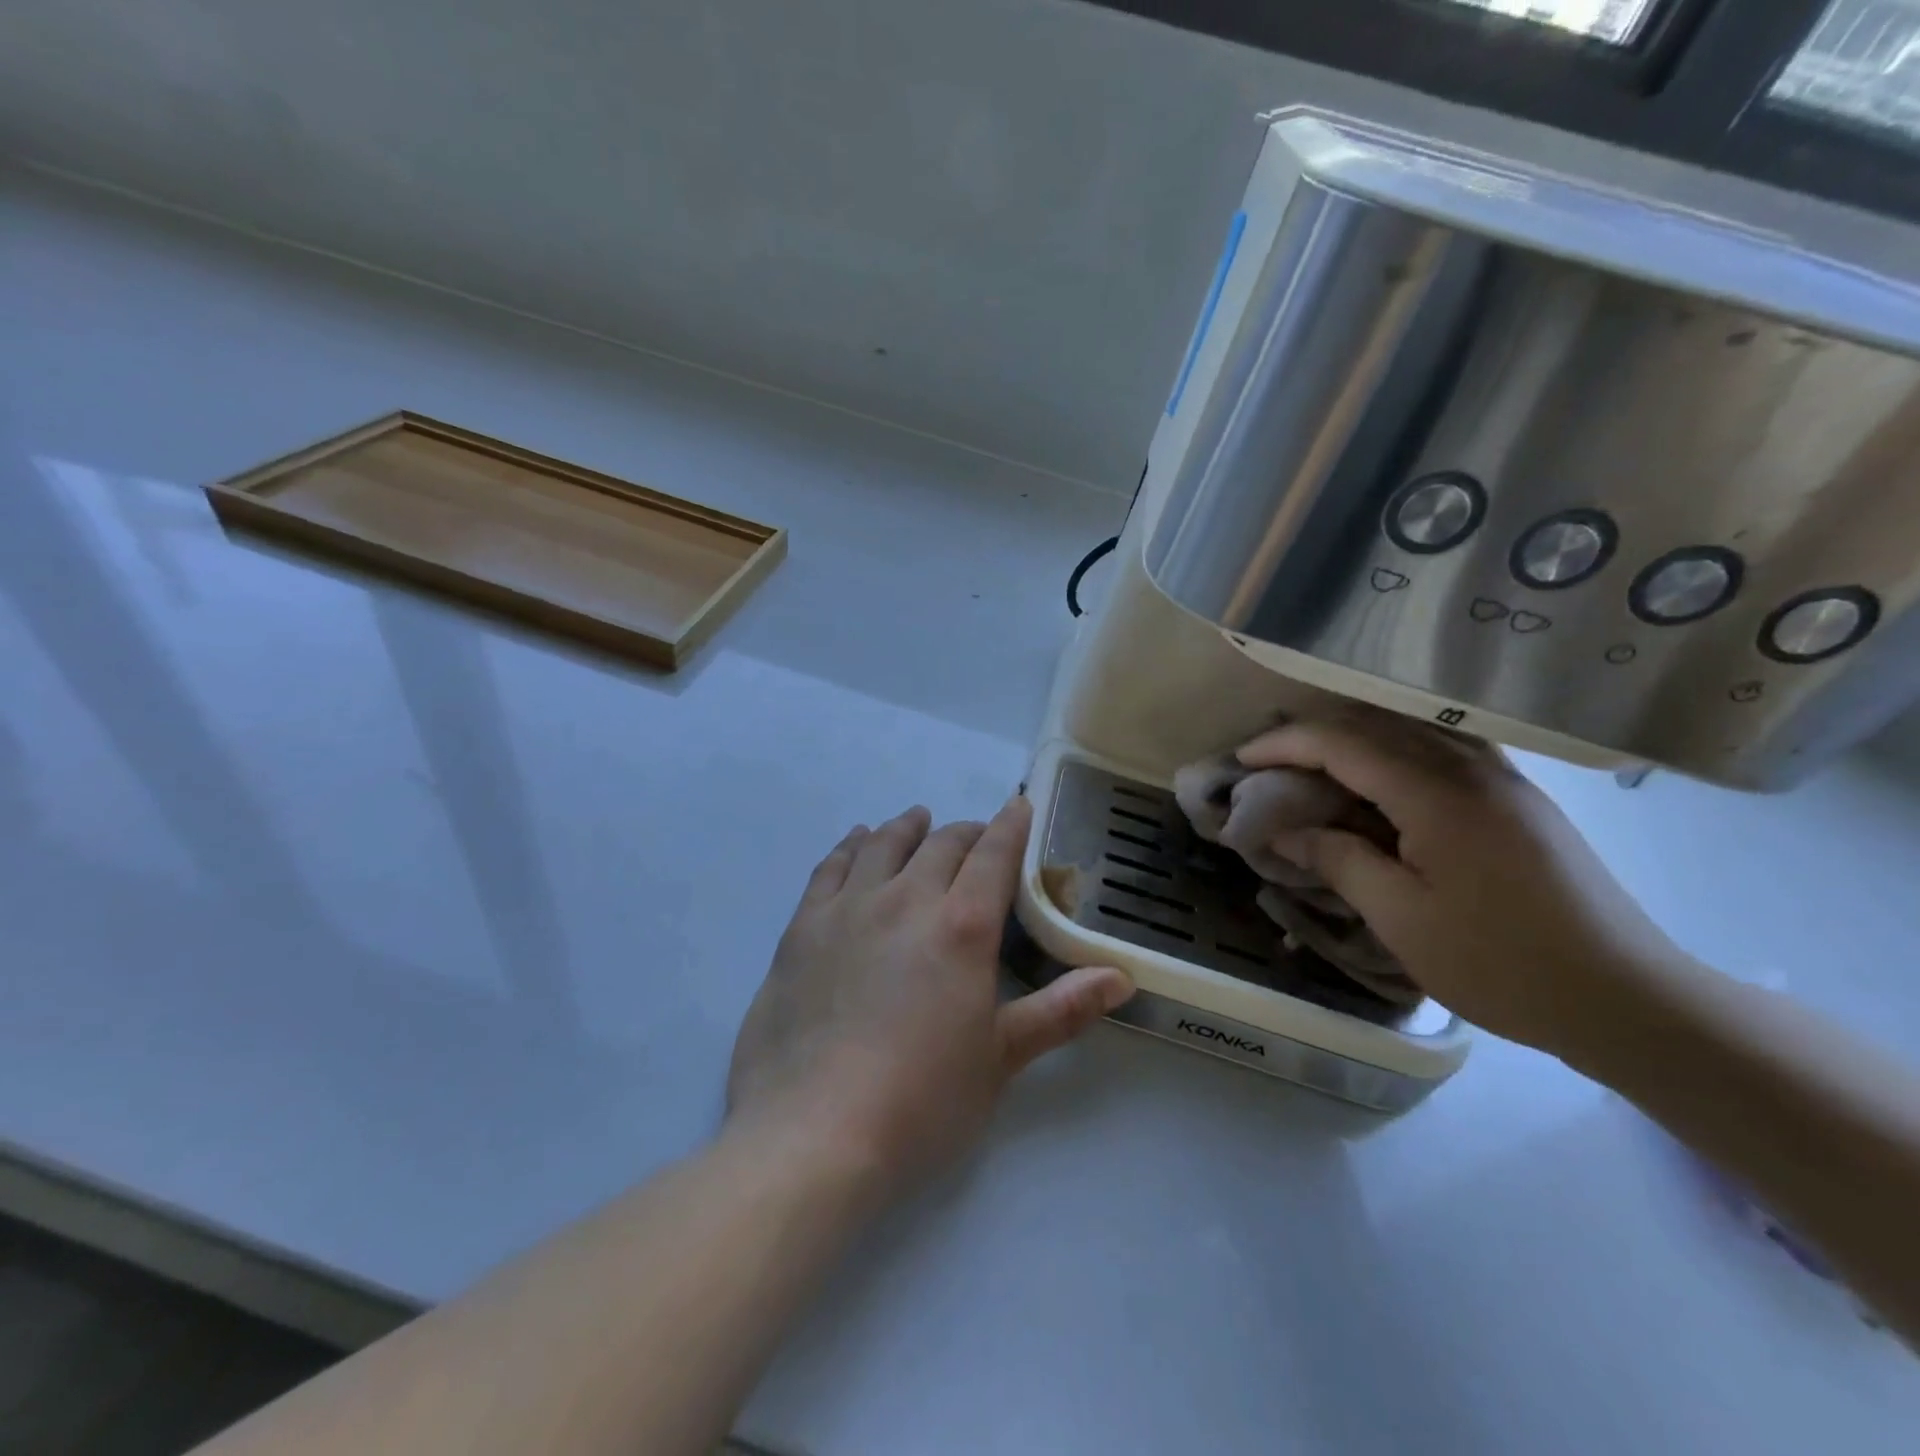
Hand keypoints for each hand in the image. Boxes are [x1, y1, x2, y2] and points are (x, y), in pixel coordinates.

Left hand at [726, 798, 1132, 1199]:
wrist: (814, 1134)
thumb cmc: (922, 1102)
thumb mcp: (1001, 1058)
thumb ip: (1062, 1010)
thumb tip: (1122, 978)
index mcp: (962, 927)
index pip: (993, 855)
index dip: (1009, 827)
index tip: (1017, 808)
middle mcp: (907, 900)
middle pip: (941, 844)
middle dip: (965, 833)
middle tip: (975, 838)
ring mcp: (849, 908)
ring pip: (884, 844)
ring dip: (908, 827)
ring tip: (918, 819)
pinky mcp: (803, 926)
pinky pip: (831, 867)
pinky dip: (851, 846)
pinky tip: (858, 841)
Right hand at [1237, 710, 1689, 1055]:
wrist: (1629, 1001)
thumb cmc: (1502, 964)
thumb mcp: (1401, 918)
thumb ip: (1338, 861)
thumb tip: (1286, 831)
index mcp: (1438, 795)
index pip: (1344, 744)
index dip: (1284, 746)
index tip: (1241, 761)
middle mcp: (1473, 770)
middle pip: (1375, 727)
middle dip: (1312, 738)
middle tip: (1266, 764)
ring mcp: (1504, 782)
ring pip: (1411, 734)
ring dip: (1354, 741)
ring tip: (1312, 767)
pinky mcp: (1521, 802)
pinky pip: (1443, 753)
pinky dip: (1395, 754)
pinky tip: (1380, 783)